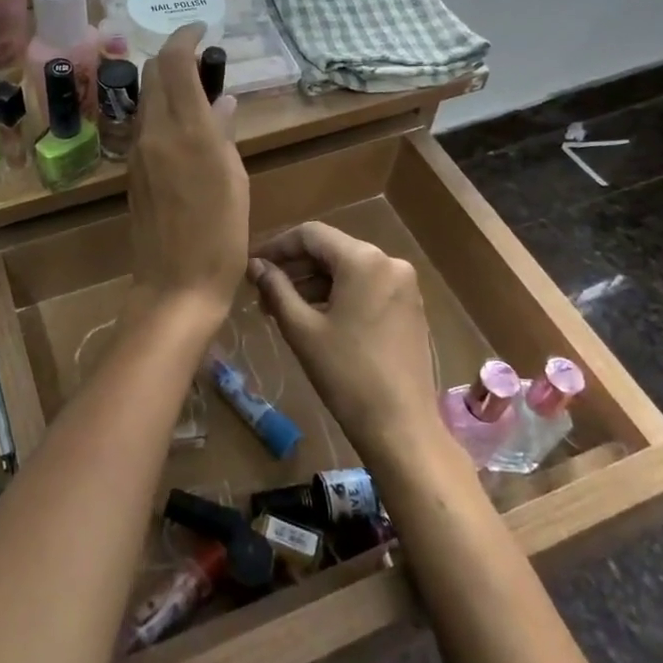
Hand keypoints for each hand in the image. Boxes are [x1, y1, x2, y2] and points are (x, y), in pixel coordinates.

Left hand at [126, 25, 244, 323]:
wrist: (175, 285)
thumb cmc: (220, 235)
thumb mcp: (234, 179)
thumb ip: (222, 133)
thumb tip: (220, 101)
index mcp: (186, 130)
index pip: (173, 63)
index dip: (185, 37)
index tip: (201, 27)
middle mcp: (154, 132)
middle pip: (153, 74)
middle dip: (175, 58)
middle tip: (205, 63)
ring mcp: (138, 151)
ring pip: (147, 98)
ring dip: (167, 84)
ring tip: (200, 94)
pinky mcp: (132, 170)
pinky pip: (146, 125)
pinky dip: (164, 111)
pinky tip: (187, 127)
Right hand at [249, 223, 437, 467]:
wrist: (402, 427)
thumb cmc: (346, 374)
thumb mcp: (302, 329)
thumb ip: (276, 288)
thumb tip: (255, 266)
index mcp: (363, 260)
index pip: (311, 234)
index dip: (277, 246)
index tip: (252, 265)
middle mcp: (389, 262)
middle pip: (331, 250)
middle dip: (295, 268)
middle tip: (263, 292)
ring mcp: (404, 285)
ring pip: (348, 270)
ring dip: (314, 283)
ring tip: (283, 309)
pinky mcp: (410, 307)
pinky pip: (367, 287)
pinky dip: (339, 295)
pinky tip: (315, 317)